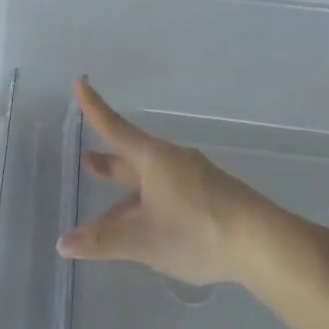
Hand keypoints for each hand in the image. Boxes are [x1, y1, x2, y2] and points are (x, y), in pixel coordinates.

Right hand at [58, 78, 315, 288]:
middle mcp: (173, 162)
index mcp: (153, 160)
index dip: (94, 108)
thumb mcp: (143, 241)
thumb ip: (102, 242)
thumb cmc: (197, 232)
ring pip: (151, 183)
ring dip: (129, 195)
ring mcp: (196, 179)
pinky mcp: (212, 197)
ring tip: (109, 215)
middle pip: (132, 158)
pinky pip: (170, 195)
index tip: (80, 83)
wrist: (264, 245)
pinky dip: (150, 206)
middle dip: (109, 162)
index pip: (115, 129)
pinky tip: (149, 230)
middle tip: (87, 159)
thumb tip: (64, 243)